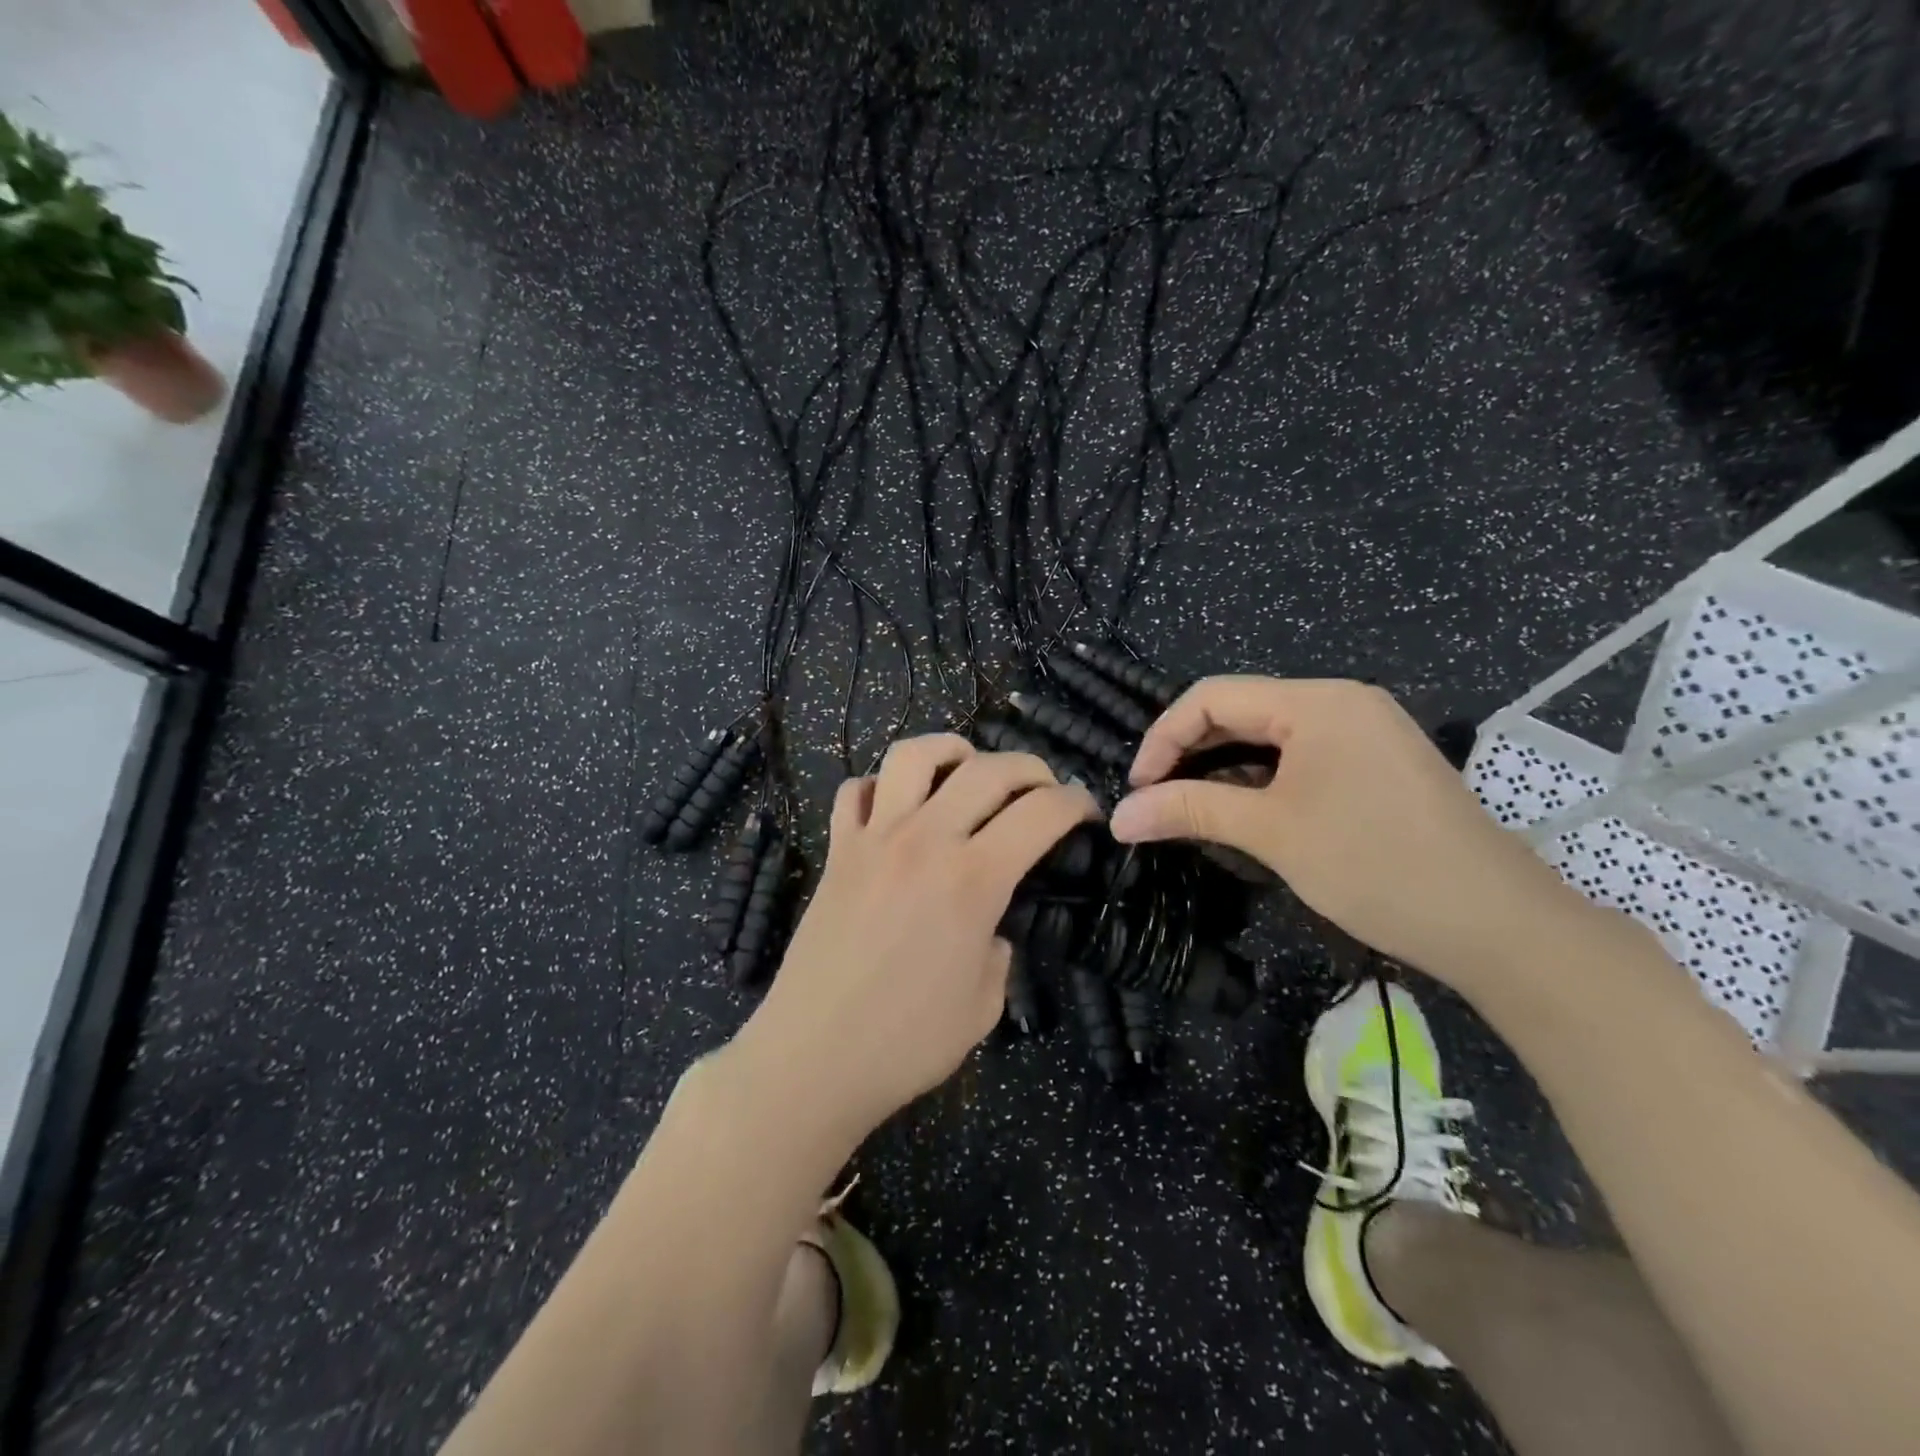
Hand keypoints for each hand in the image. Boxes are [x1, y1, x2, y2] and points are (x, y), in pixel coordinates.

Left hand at [732, 734, 1097, 1142]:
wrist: (813, 1058)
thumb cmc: (907, 1043)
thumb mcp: (984, 1004)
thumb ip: (996, 950)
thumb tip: (987, 927)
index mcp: (974, 879)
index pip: (1040, 813)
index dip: (1075, 802)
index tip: (1086, 811)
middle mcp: (926, 841)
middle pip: (987, 769)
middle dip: (1030, 768)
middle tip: (1043, 789)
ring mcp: (874, 839)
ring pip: (913, 755)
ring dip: (951, 749)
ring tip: (967, 768)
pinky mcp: (837, 851)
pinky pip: (856, 792)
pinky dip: (882, 786)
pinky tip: (898, 806)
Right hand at [1108, 677, 1580, 988]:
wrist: (1496, 924)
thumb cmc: (1375, 864)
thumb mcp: (1271, 833)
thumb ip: (1189, 811)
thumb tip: (1118, 817)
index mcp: (1316, 701)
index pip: (1212, 696)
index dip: (1163, 738)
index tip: (1137, 789)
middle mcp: (1340, 703)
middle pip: (1240, 712)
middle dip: (1190, 754)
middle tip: (1155, 802)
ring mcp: (1364, 733)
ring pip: (1268, 738)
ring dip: (1222, 771)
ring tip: (1189, 810)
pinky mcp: (1376, 766)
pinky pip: (1300, 759)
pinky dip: (1261, 782)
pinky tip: (1242, 814)